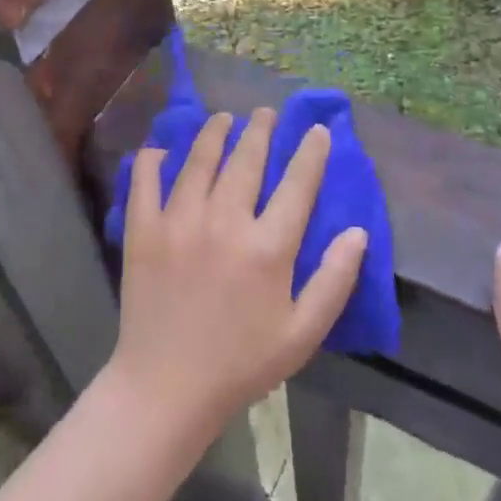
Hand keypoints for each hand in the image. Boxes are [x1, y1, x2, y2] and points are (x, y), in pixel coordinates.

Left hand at [111, 108, 367, 438]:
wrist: (167, 387)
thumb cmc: (241, 363)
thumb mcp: (303, 334)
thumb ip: (334, 281)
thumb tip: (357, 233)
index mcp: (267, 248)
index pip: (297, 185)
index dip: (310, 153)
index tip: (316, 131)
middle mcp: (224, 222)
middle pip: (246, 161)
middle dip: (260, 130)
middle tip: (265, 112)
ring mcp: (178, 222)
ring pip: (199, 161)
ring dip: (214, 134)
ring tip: (223, 119)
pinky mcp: (143, 231)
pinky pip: (145, 182)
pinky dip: (153, 160)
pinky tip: (161, 150)